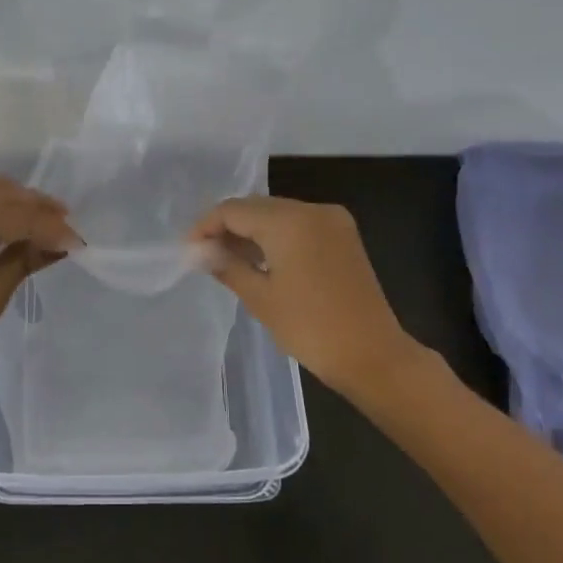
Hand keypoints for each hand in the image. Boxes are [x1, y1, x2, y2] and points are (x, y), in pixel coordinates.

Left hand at [0, 174, 80, 413]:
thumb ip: (23, 260)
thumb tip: (58, 245)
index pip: (20, 216)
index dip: (52, 228)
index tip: (78, 243)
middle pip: (2, 194)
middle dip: (36, 206)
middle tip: (65, 224)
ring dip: (11, 195)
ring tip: (38, 213)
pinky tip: (2, 213)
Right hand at [190, 196, 416, 391]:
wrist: (373, 355)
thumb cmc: (311, 328)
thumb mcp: (260, 298)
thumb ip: (227, 266)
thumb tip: (200, 252)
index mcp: (289, 221)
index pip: (234, 210)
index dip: (206, 226)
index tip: (188, 249)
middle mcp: (312, 210)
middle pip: (256, 207)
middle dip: (228, 227)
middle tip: (205, 255)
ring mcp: (332, 221)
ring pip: (278, 214)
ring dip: (252, 232)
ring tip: (227, 260)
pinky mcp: (343, 236)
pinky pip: (299, 225)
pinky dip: (276, 237)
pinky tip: (261, 260)